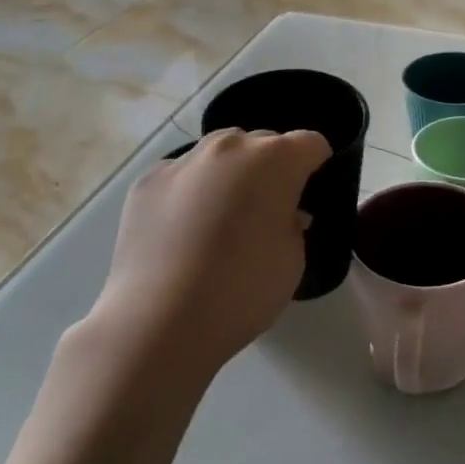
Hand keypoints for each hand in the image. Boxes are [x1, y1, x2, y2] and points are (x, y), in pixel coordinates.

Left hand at [87, 129, 330, 380]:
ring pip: (218, 155)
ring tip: (221, 218)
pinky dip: (190, 192)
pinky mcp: (148, 181)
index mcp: (275, 160)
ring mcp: (182, 160)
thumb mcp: (293, 260)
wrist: (161, 320)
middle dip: (271, 168)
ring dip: (229, 174)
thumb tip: (280, 214)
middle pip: (261, 143)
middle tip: (266, 210)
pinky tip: (183, 232)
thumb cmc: (243, 289)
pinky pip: (182, 176)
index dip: (316, 164)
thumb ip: (293, 224)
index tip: (310, 191)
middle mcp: (229, 147)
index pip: (310, 143)